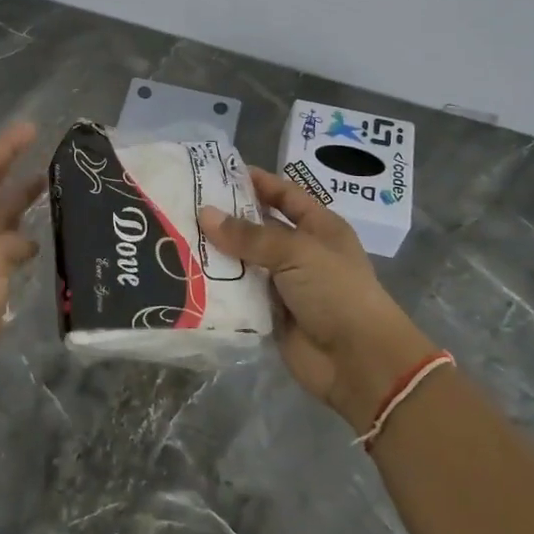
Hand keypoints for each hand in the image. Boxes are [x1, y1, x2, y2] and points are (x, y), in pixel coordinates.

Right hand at [199, 168, 437, 431]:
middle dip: (226, 218)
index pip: (285, 194)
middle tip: (184, 205)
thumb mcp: (297, 252)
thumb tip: (205, 214)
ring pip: (244, 262)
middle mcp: (300, 252)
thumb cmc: (336, 292)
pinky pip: (239, 294)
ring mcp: (284, 284)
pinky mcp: (269, 314)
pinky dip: (217, 287)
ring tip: (175, 236)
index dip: (257, 181)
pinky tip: (185, 275)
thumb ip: (250, 235)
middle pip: (258, 228)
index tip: (217, 172)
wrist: (358, 362)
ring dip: (217, 253)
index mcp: (319, 227)